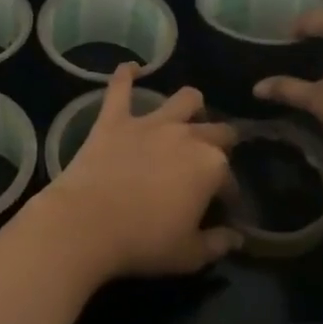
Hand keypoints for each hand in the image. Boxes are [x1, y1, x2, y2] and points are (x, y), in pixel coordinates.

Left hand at [41, 65, 240, 281]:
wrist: (86, 224)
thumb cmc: (143, 242)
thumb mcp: (189, 255)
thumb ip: (217, 244)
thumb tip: (236, 238)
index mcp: (211, 166)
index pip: (230, 179)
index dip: (228, 195)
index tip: (222, 210)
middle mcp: (187, 135)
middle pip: (217, 130)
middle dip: (221, 143)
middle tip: (209, 162)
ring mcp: (150, 123)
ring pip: (184, 99)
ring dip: (191, 105)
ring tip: (188, 114)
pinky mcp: (114, 119)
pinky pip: (120, 88)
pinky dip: (125, 76)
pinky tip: (130, 68)